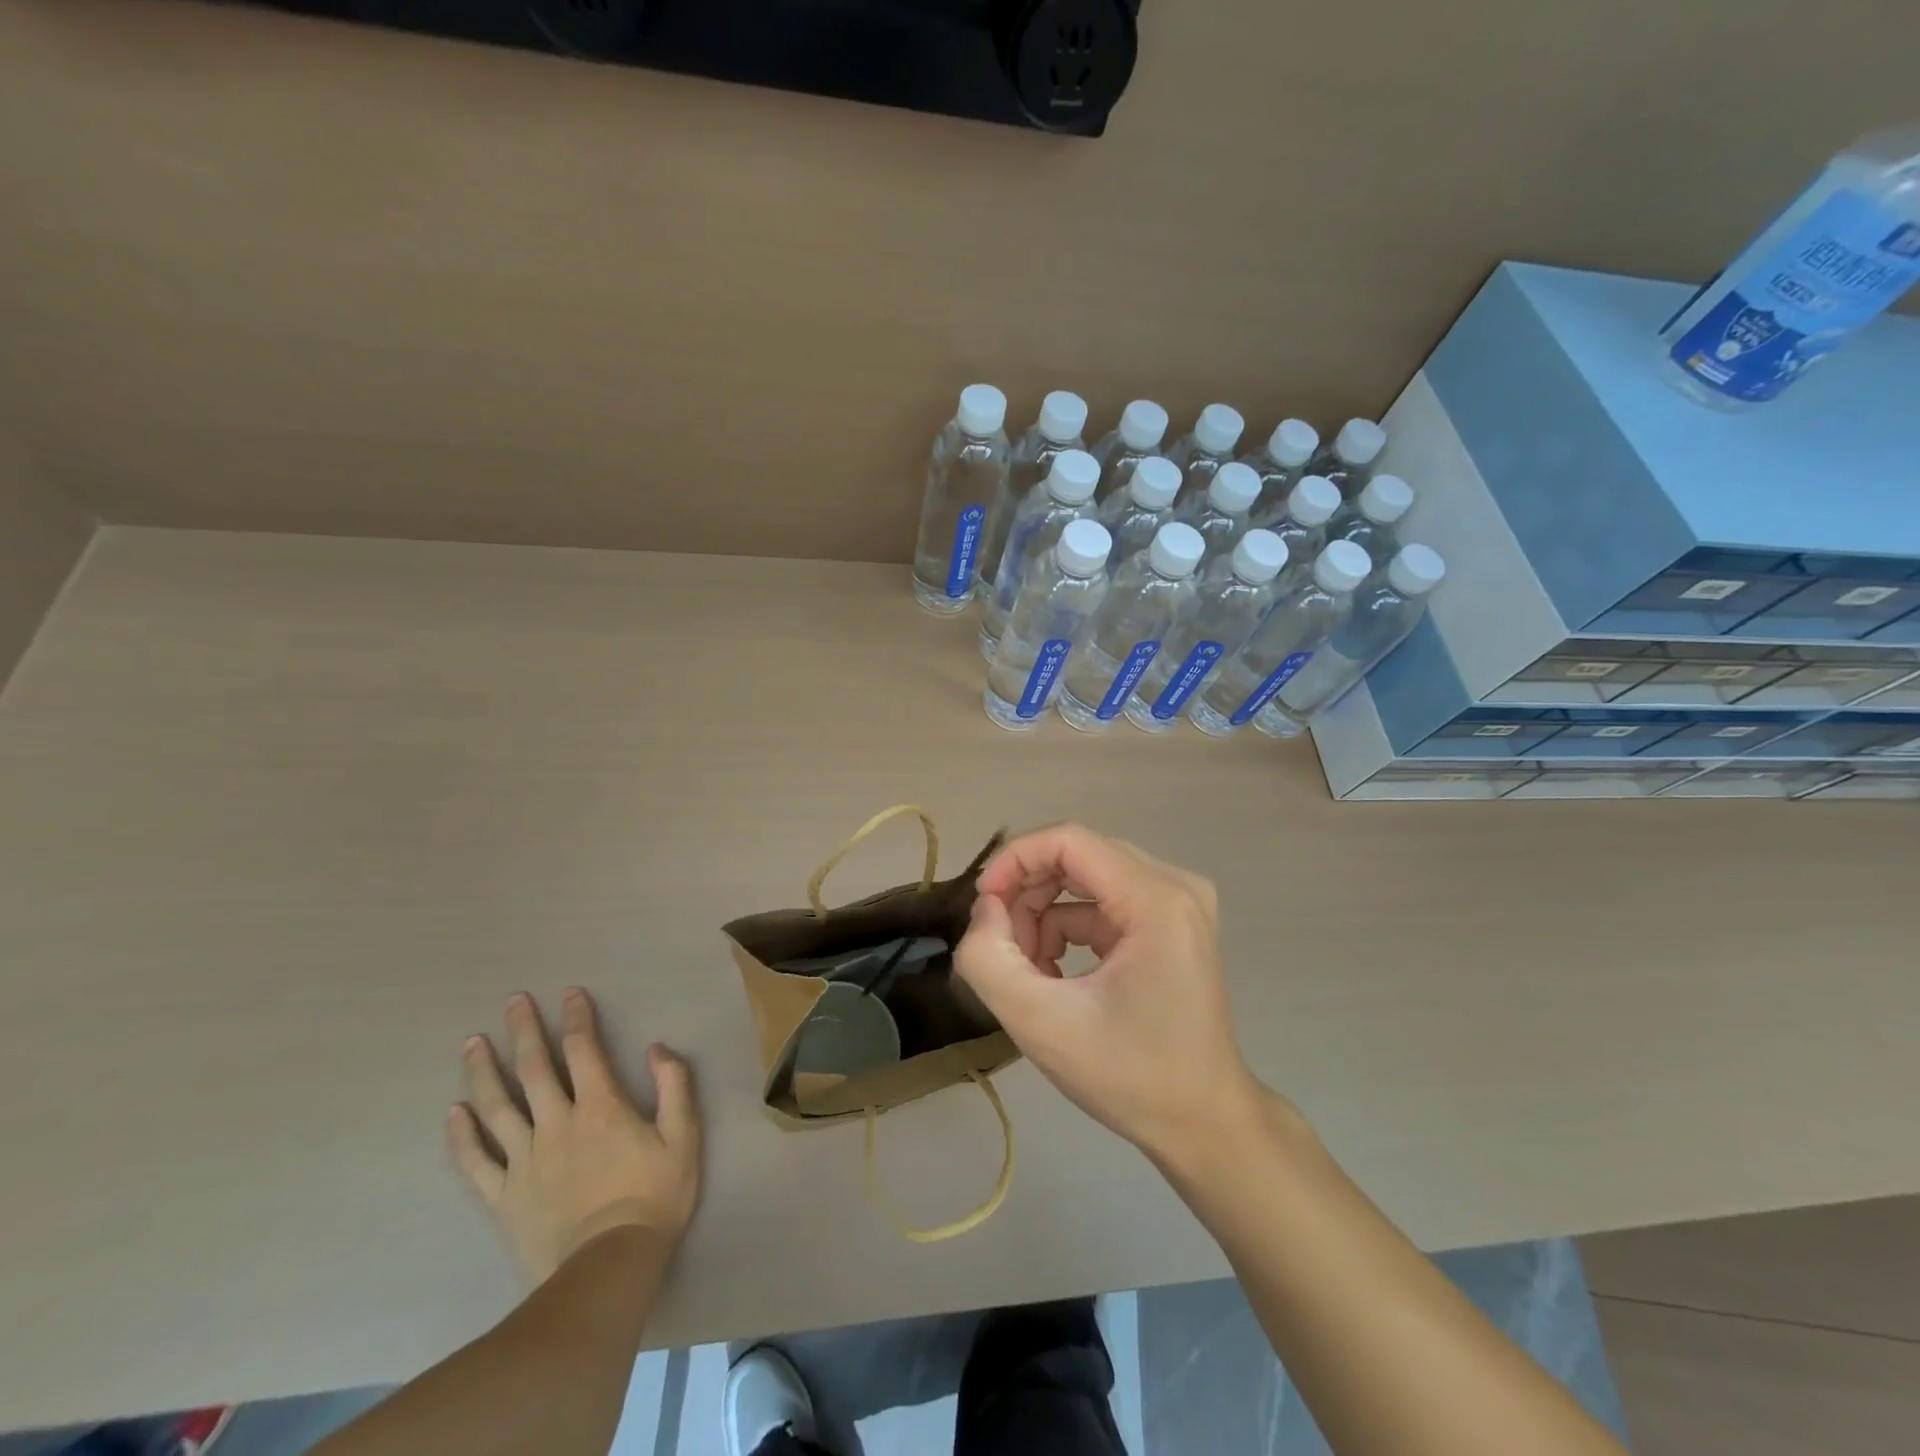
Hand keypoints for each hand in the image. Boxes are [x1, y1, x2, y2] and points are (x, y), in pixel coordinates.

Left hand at [450, 988, 701, 1281]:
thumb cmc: (654, 1196)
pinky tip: (454, 1113)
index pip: (584, 1049)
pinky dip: (462, 1136)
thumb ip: (673, 1085)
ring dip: (483, 1072)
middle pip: (534, 1069)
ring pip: (498, 1107)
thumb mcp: (683, 1136)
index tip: (570, 993)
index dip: (577, 1017)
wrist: (609, 1266)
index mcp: (600, 1106)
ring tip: (472, 1043)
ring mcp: (525, 1160)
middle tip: (513, 1001)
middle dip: (524, 1031)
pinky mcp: (504, 1196)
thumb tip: (656, 1047)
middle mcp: (557, 1123)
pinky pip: (476, 1162)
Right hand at [954, 823, 1262, 1158]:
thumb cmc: (1130, 1076)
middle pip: (1078, 856)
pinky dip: (1069, 929)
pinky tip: (1056, 975)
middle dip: (1027, 894)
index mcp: (1157, 899)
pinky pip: (1105, 903)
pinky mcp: (1172, 924)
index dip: (1015, 859)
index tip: (982, 904)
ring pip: (1087, 879)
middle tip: (1002, 946)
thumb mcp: (1041, 1023)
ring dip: (1045, 915)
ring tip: (1028, 971)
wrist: (1205, 1126)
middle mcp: (1175, 886)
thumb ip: (989, 957)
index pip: (1069, 840)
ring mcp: (1179, 904)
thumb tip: (986, 908)